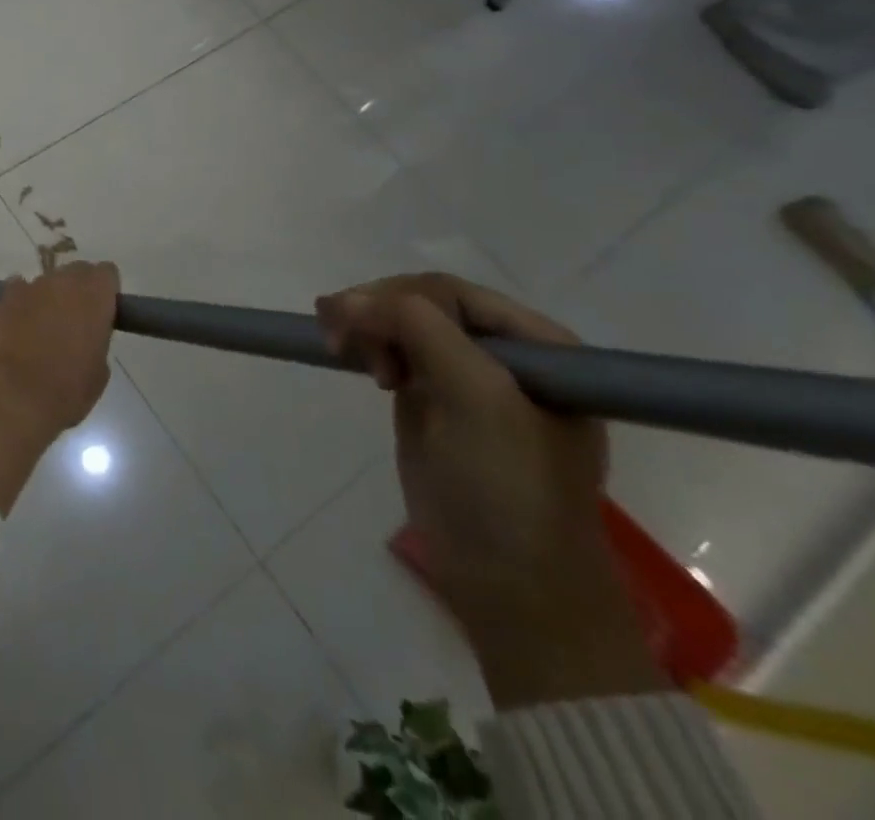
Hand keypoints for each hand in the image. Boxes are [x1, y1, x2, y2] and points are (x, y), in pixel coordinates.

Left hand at [0, 262, 118, 516]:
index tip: (102, 310)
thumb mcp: (98, 371)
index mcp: (92, 295)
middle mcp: (58, 282)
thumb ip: (94, 340)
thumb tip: (82, 337)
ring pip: (40, 285)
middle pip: (73, 272)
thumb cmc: (66, 389)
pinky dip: (16, 312)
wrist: (12, 396)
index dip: (104, 290)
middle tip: (72, 321)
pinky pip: (12, 299)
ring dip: (43, 300)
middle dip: (75, 291)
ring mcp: (24, 289)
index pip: (106, 273)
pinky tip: (13, 337)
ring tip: (38, 332)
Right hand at [317, 274, 665, 707]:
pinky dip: (365, 344)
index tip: (352, 321)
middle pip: (423, 303)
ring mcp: (465, 378)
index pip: (454, 293)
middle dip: (376, 311)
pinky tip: (345, 353)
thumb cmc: (508, 486)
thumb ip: (422, 331)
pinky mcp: (431, 399)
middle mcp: (504, 355)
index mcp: (539, 347)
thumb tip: (351, 299)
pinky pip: (392, 351)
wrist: (508, 581)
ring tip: (337, 347)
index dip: (398, 298)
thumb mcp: (477, 397)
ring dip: (364, 325)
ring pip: (401, 323)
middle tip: (335, 338)